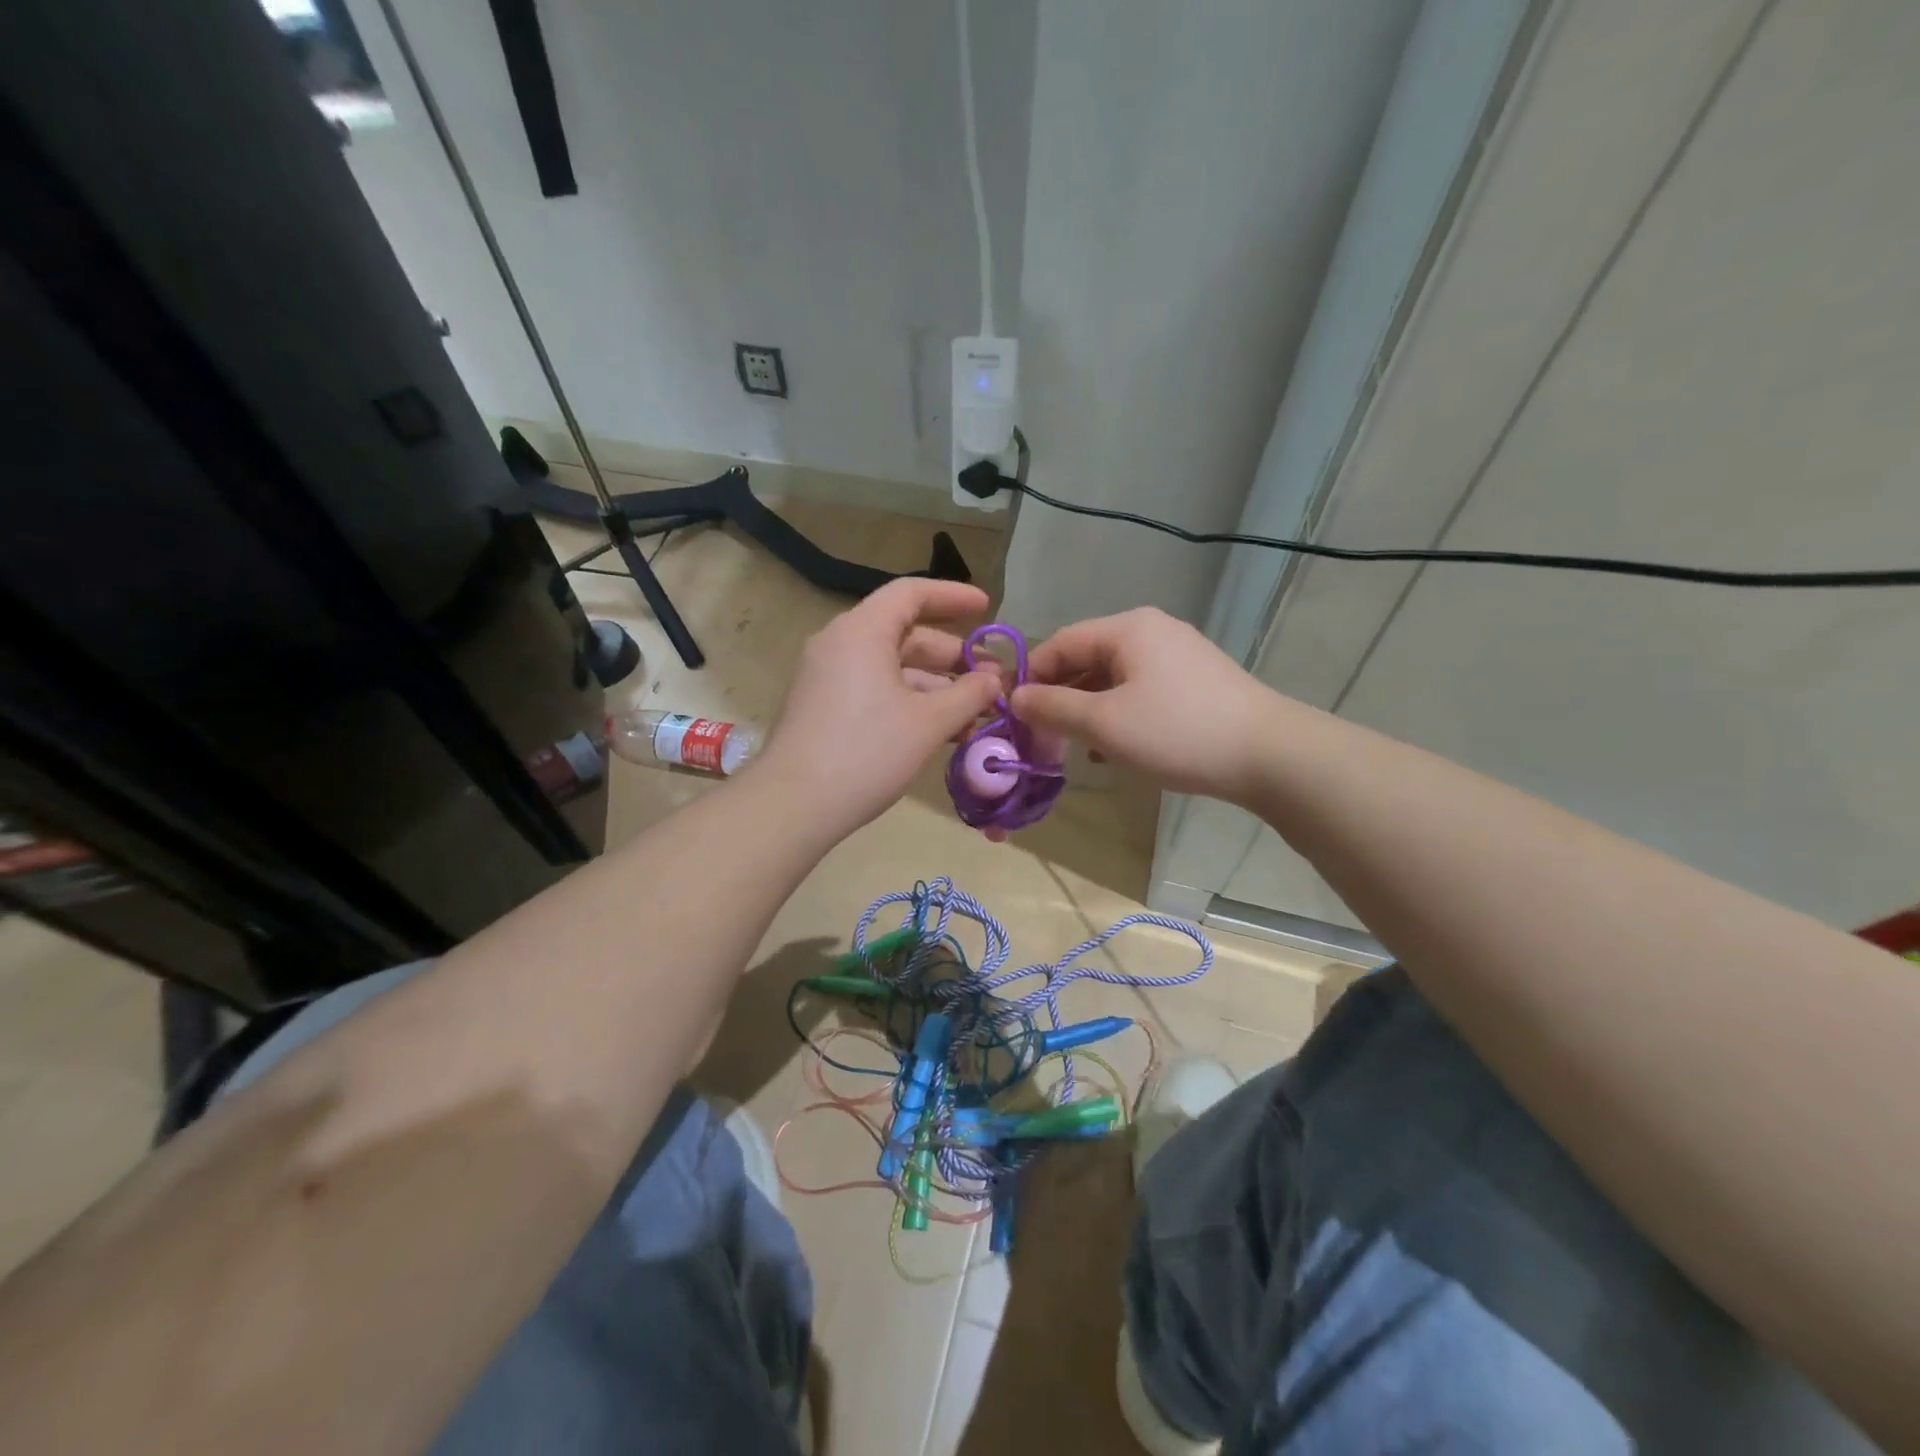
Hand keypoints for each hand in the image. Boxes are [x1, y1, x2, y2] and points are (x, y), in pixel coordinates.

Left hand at [755, 578, 1002, 834]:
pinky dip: (910, 702)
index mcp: (862, 631)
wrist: (794, 804)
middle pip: (905, 634)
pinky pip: (875, 689)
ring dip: (936, 687)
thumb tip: (994, 680)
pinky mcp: (824, 707)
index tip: (987, 609)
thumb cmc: (867, 752)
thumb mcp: (929, 722)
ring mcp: (828, 677)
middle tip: (992, 679)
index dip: (953, 597)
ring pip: (892, 668)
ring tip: (976, 715)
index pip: (912, 594)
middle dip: (952, 656)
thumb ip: (969, 695)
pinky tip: (942, 731)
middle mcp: (840, 644)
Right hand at [1010, 608, 1277, 803]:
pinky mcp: (1194, 682)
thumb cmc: (1176, 732)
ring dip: (1087, 711)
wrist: (1269, 755)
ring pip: (1112, 679)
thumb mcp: (1104, 723)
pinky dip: (1118, 715)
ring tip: (1076, 749)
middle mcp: (1151, 631)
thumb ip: (1053, 708)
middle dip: (1060, 698)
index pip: (1060, 643)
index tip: (1013, 716)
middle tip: (1042, 738)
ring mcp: (1177, 655)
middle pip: (1086, 659)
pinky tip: (1115, 749)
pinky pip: (1139, 691)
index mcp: (1127, 629)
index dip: (1031, 677)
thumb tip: (1015, 698)